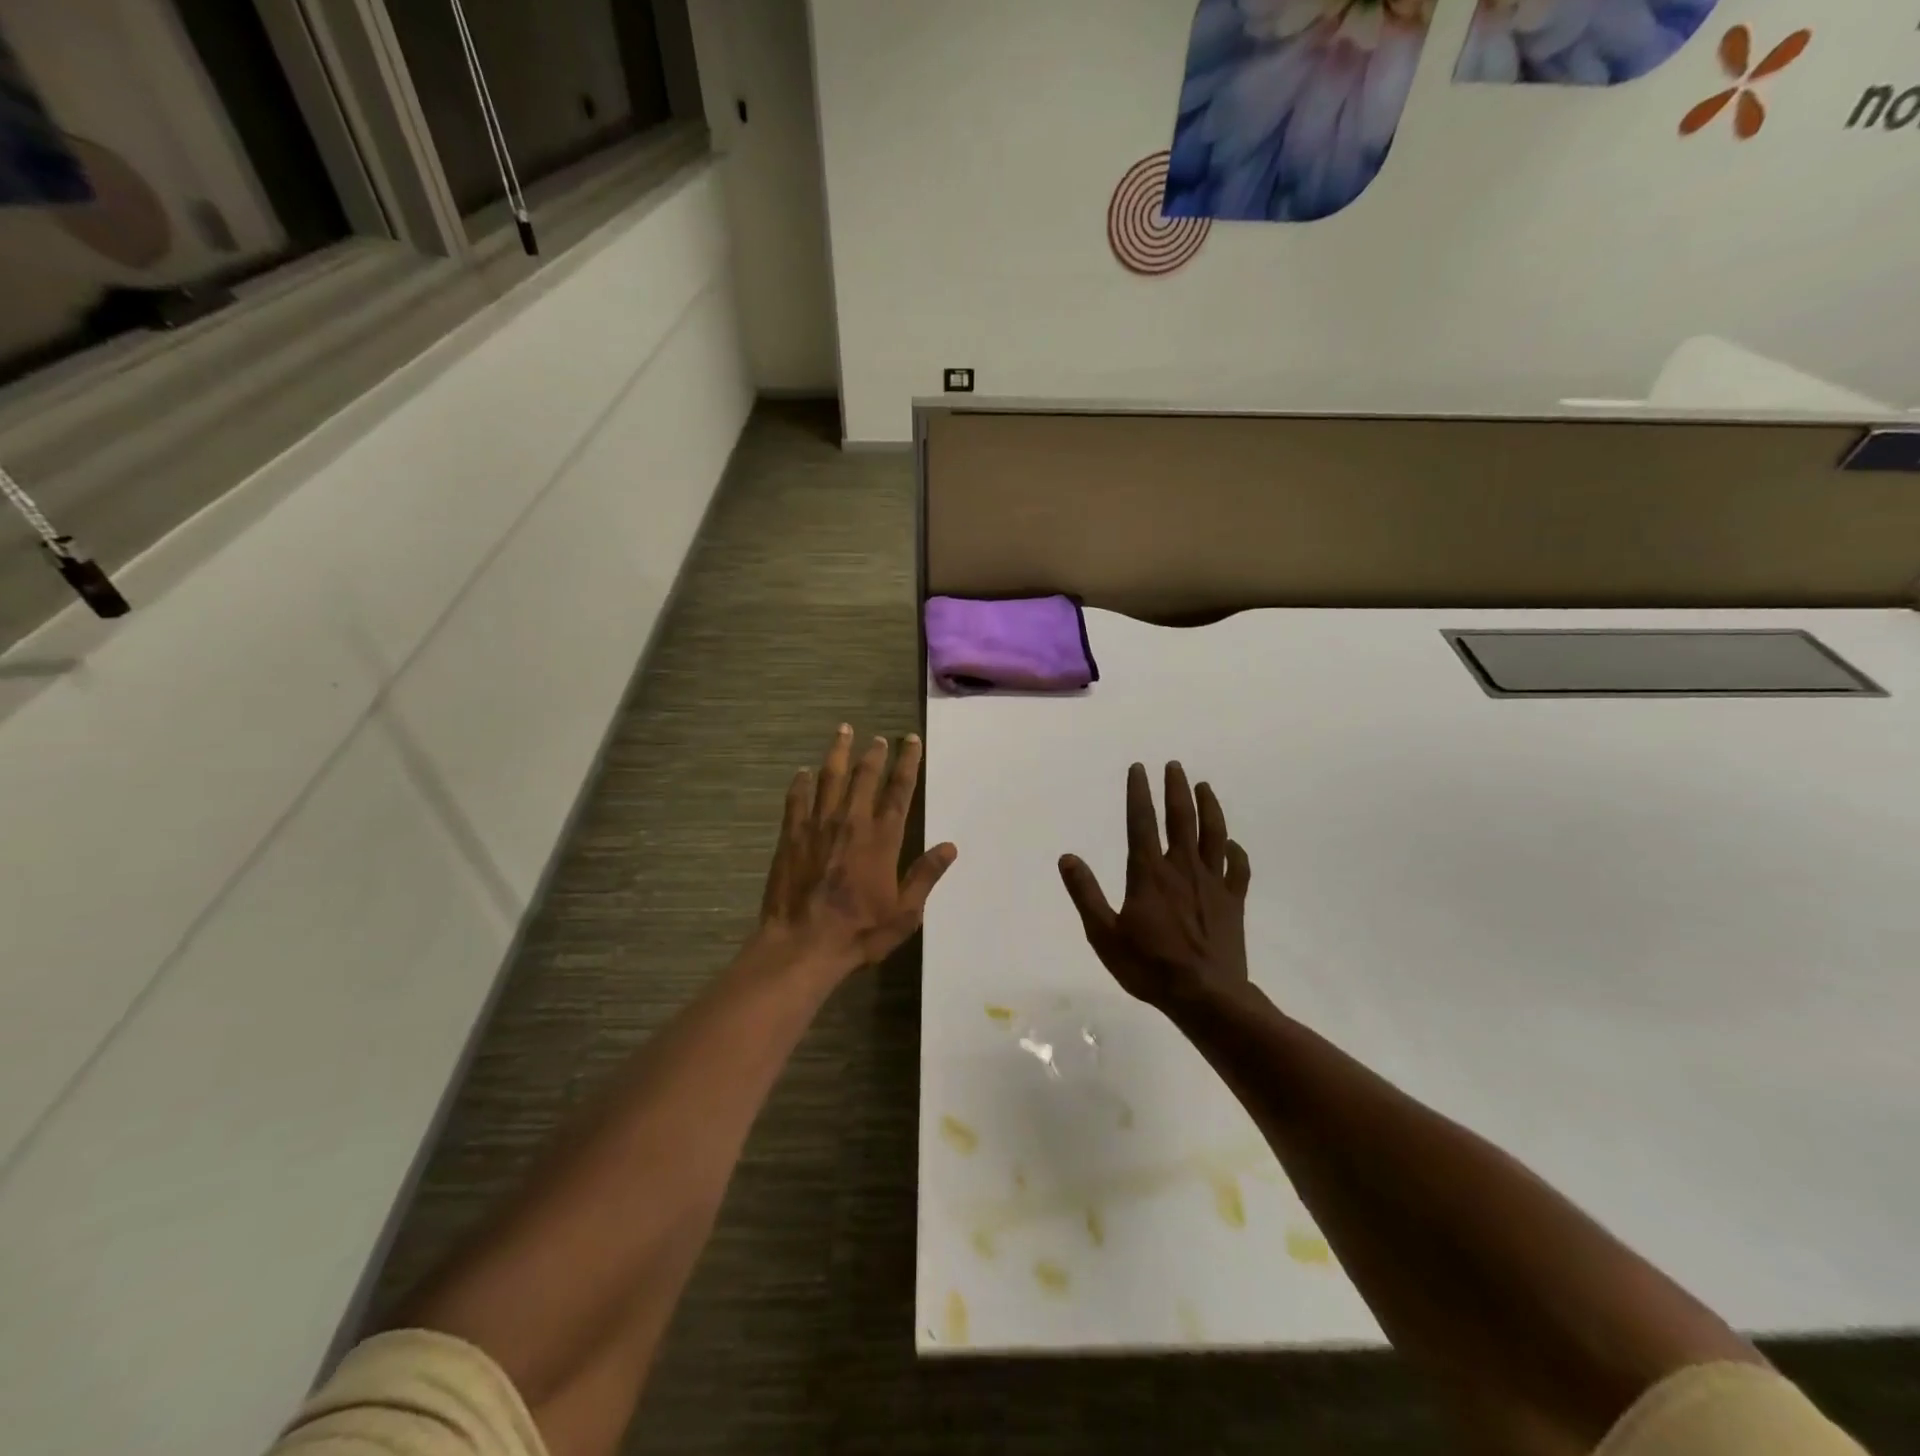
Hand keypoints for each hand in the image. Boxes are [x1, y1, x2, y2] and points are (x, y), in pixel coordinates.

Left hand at [757, 724, 957, 980]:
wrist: (803, 945)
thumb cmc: (859, 932)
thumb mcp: (905, 913)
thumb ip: (925, 876)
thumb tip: (950, 847)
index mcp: (883, 838)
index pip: (899, 790)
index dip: (907, 762)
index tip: (910, 741)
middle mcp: (852, 822)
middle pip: (865, 776)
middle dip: (874, 753)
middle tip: (879, 738)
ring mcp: (819, 826)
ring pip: (830, 778)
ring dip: (838, 753)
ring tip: (844, 731)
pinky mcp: (792, 836)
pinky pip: (797, 799)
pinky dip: (801, 783)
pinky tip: (803, 771)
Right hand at [1059, 762, 1251, 1010]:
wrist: (1206, 996)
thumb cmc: (1149, 966)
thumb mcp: (1104, 934)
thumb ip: (1086, 894)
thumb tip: (1067, 858)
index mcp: (1149, 873)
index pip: (1141, 822)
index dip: (1139, 792)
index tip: (1139, 768)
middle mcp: (1182, 868)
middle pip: (1181, 819)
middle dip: (1176, 789)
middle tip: (1175, 765)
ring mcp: (1213, 883)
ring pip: (1213, 834)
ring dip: (1209, 808)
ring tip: (1204, 787)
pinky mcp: (1234, 902)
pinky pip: (1239, 869)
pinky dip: (1236, 852)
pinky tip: (1231, 844)